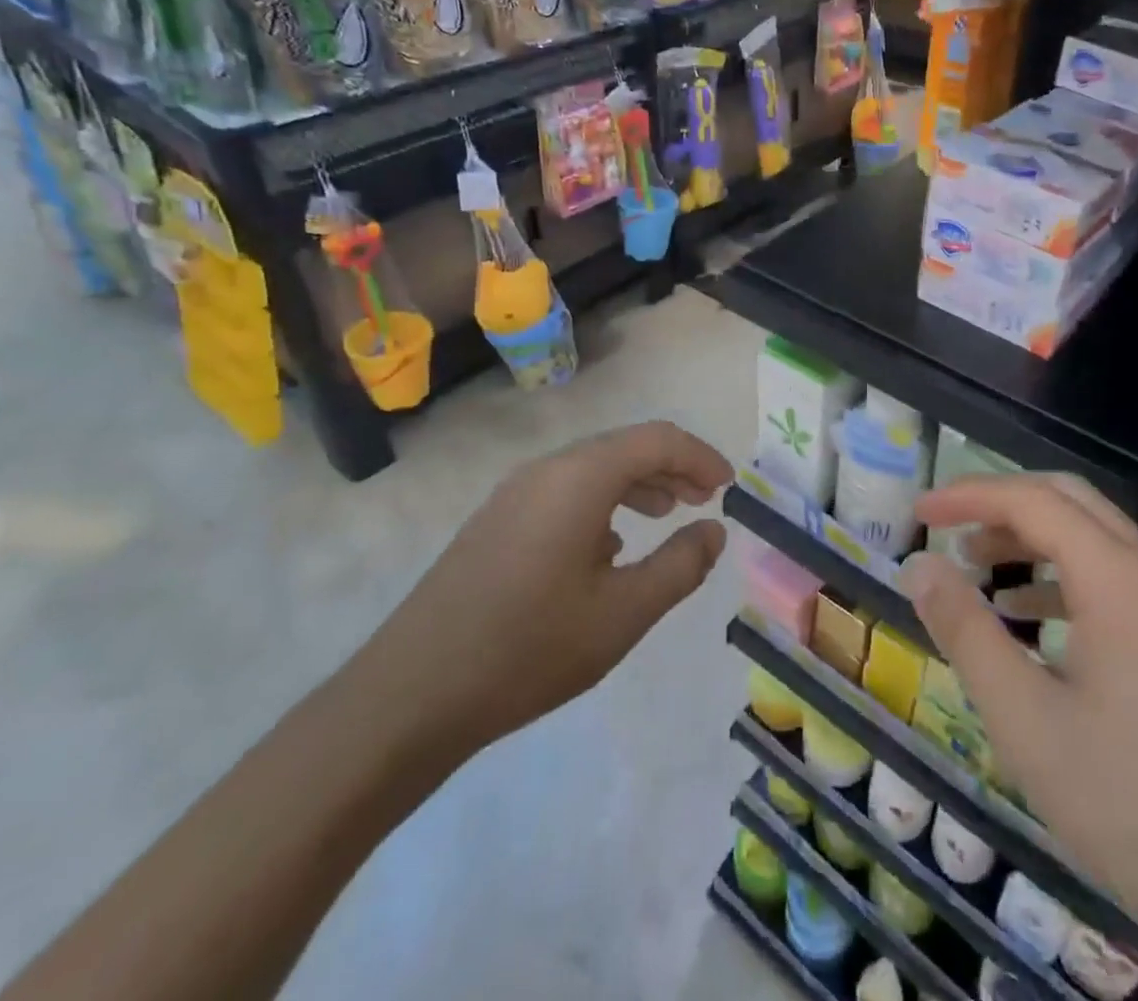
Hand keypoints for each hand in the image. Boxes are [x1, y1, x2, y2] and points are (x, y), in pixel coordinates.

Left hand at [353, 421, 731, 766]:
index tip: (728, 487)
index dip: (701, 457)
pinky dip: (604, 500)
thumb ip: (680, 565)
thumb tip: (714, 531)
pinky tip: (611, 545)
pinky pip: (565, 490)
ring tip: (668, 513)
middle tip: (706, 500)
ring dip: (639, 482)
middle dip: (673, 467)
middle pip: (625, 446)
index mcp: (580, 478)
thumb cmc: (529, 649)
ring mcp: (514, 494)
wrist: (409, 697)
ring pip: (594, 468)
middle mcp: (547, 470)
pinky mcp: (496, 521)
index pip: (657, 439)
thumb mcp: (623, 614)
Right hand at [902, 475, 1137, 926]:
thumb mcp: (1021, 714)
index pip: (1032, 501)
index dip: (969, 496)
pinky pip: (1110, 575)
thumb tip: (919, 566)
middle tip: (946, 525)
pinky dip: (1058, 574)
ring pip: (1091, 535)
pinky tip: (1024, 615)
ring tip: (974, 563)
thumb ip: (964, 628)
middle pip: (1067, 500)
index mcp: (1118, 578)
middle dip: (1000, 502)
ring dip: (1029, 536)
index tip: (918, 514)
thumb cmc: (1120, 795)